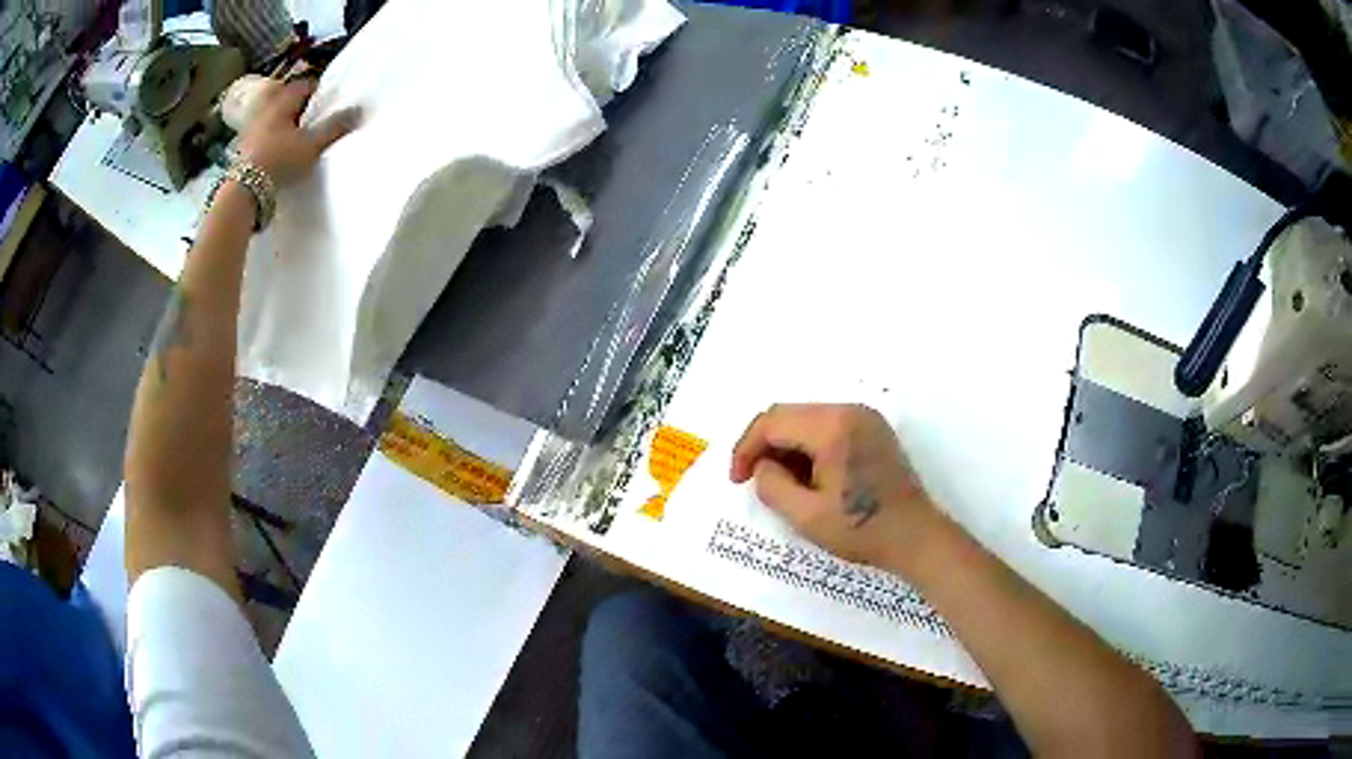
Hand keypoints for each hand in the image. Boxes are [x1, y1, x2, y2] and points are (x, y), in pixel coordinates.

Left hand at [236, 78, 358, 184]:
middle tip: (317, 118)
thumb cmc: (279, 160)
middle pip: (288, 103)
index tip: (330, 100)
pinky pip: (265, 139)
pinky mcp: (245, 152)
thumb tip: (360, 109)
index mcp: (283, 102)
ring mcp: (253, 132)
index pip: (305, 85)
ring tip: (301, 138)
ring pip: (276, 121)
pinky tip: (283, 155)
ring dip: (287, 126)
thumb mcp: (312, 144)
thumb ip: (335, 126)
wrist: (244, 192)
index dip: (319, 90)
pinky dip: (275, 142)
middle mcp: (266, 111)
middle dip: (302, 108)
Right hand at [730, 403, 938, 566]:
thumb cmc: (862, 530)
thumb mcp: (805, 516)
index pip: (772, 422)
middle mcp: (850, 410)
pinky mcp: (873, 430)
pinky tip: (809, 477)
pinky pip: (828, 427)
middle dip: (765, 446)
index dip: (746, 448)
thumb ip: (772, 485)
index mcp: (833, 427)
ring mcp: (865, 418)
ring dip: (787, 447)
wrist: (916, 538)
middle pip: (789, 415)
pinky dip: (809, 447)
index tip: (738, 480)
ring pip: (807, 420)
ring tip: (783, 484)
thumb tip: (763, 466)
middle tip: (755, 481)